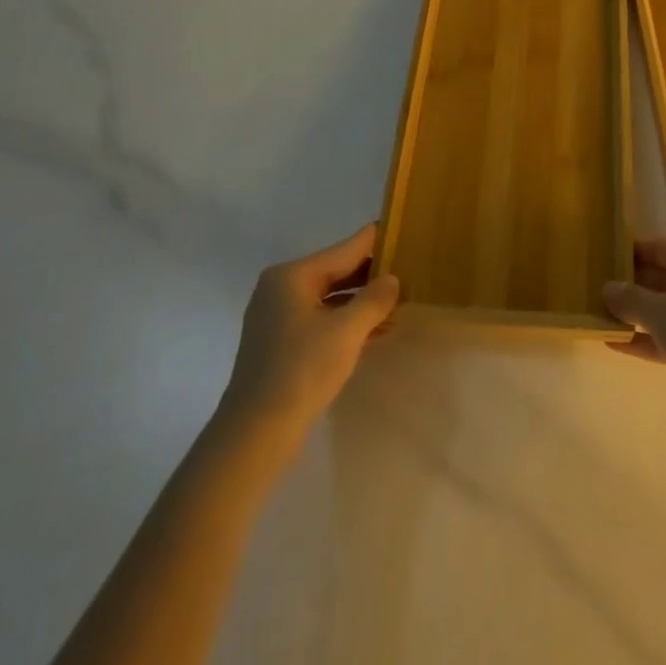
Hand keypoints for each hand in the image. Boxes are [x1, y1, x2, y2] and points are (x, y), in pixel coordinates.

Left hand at [218, 224, 399, 442]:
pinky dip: (347, 320)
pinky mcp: (281, 342)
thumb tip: (392, 279)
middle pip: (336, 271)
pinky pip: (321, 318)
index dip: (376, 241)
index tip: (404, 231)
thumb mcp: (346, 331)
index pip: (345, 249)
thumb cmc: (301, 371)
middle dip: (372, 275)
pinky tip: (376, 329)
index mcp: (292, 276)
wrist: (255, 433)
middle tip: (410, 273)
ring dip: (362, 300)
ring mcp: (278, 316)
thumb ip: (374, 299)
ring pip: (330, 297)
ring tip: (400, 302)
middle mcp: (281, 288)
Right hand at [603, 238, 665, 439]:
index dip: (630, 252)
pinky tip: (617, 345)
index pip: (662, 247)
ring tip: (599, 317)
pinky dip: (651, 339)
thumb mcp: (665, 314)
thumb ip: (633, 299)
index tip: (600, 258)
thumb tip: (607, 288)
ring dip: (638, 315)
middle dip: (632, 285)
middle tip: (593, 290)